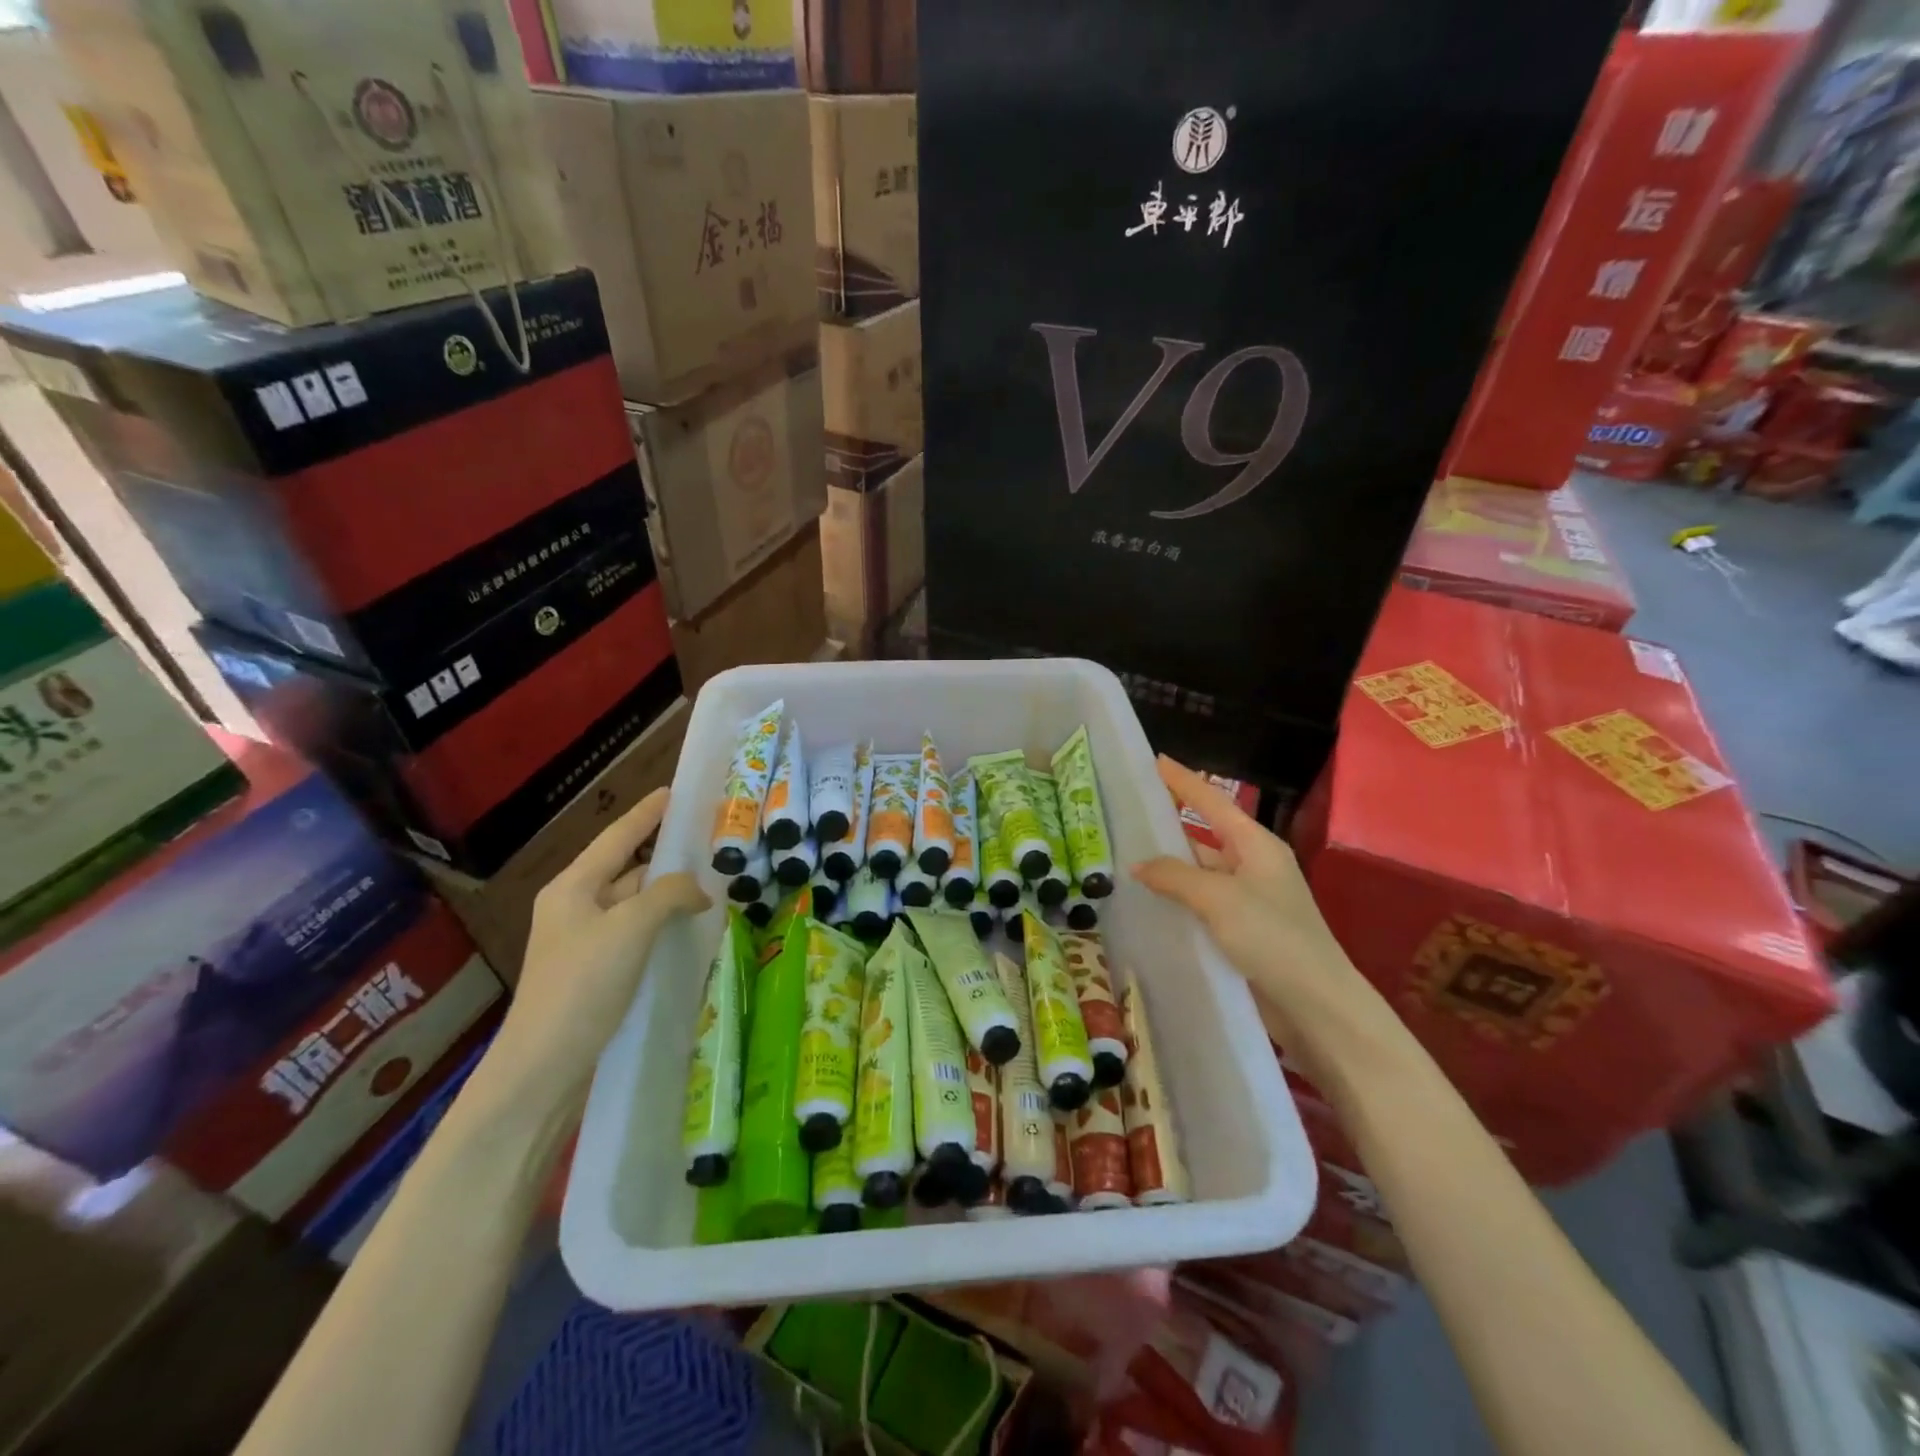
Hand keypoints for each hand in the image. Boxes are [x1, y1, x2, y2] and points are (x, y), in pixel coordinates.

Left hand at [499, 789, 709, 1088]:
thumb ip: (669, 895)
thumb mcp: (630, 928)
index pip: (617, 836)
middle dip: (667, 856)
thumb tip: (700, 890)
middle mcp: (576, 907)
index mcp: (573, 887)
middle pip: (628, 868)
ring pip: (635, 903)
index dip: (647, 813)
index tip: (675, 792)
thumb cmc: (582, 985)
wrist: (543, 1068)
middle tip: (711, 844)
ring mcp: (585, 941)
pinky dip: (663, 924)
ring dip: (668, 894)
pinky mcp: (597, 971)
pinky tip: (691, 927)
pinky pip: (637, 932)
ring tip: (714, 883)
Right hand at [1133, 758, 1392, 1082]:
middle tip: (1125, 816)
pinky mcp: (1243, 932)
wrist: (1318, 1006)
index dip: (1184, 781)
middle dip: (1168, 827)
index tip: (1155, 761)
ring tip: (1124, 859)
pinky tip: (1147, 903)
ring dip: (1169, 869)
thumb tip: (1138, 864)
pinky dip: (1177, 900)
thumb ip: (1175, 876)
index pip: (1213, 802)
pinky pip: (1202, 905)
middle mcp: (1254, 866)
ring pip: (1200, 874)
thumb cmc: (1273, 938)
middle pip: (1204, 836)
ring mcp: (1249, 901)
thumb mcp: (1219, 899)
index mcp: (1257, 846)